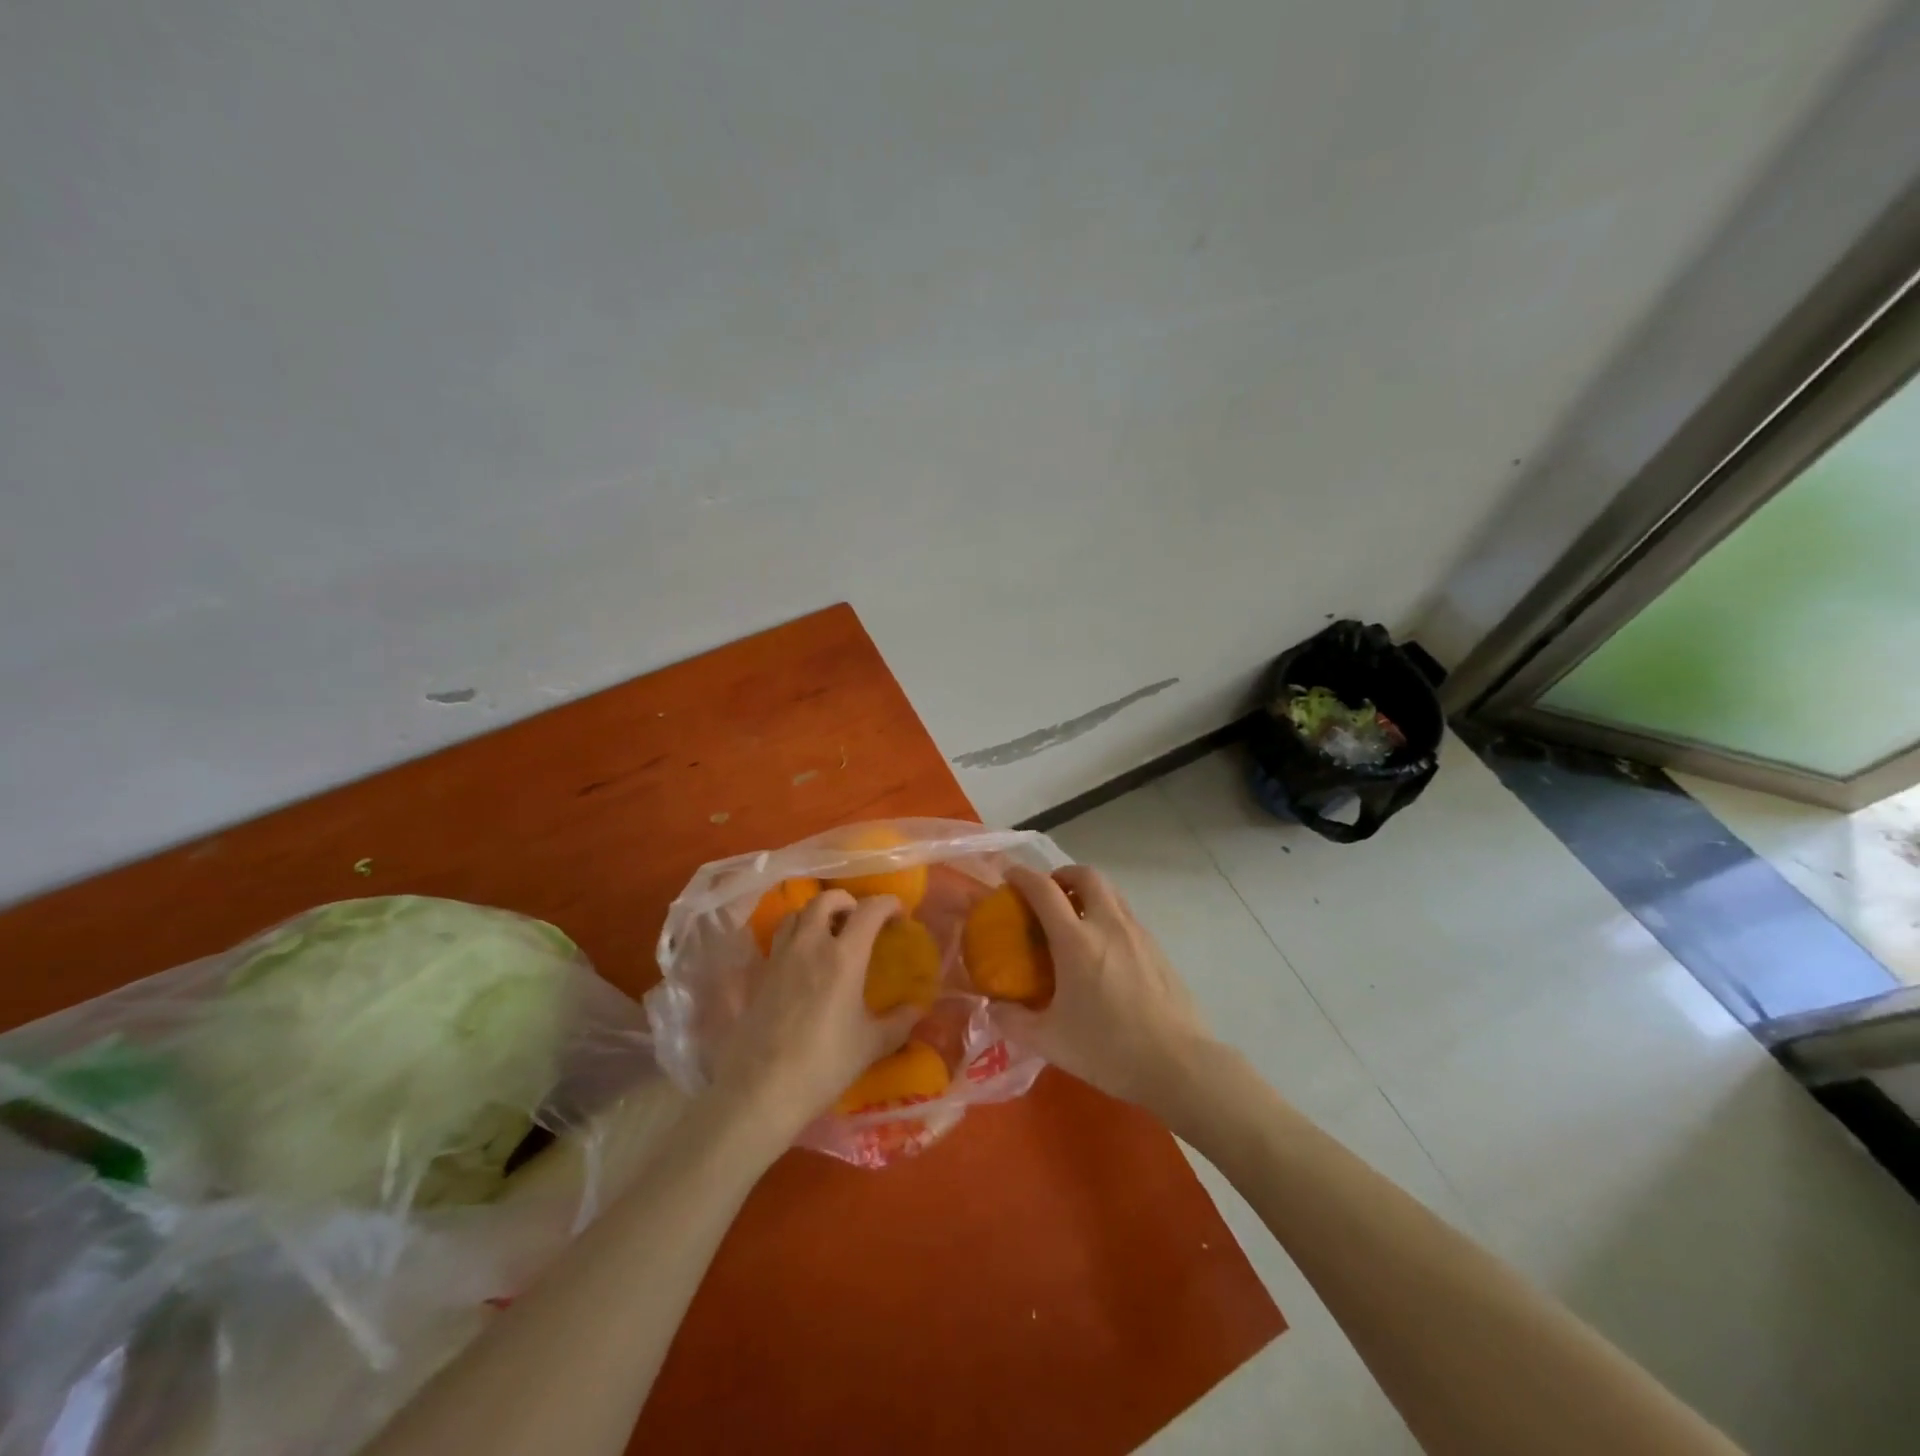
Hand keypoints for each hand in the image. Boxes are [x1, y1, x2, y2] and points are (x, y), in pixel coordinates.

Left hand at [708, 890, 917, 1141]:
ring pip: (797, 914)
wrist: (762, 1090)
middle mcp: (811, 945)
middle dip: (847, 901)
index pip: (869, 910)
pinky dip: (795, 936)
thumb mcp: (871, 1045)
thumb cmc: (824, 1065)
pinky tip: (803, 962)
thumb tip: (918, 1008)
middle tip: (859, 920)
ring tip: (828, 933)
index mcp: (845, 956)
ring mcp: (780, 956)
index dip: (888, 904)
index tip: (898, 915)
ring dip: (816, 914)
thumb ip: (899, 1022)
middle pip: (826, 899)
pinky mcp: (759, 974)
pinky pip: (779, 939)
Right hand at [999, 865, 1214, 1115]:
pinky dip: (1108, 915)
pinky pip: (1127, 915)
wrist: (1179, 1065)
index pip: (1044, 889)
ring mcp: (1138, 934)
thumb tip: (993, 1008)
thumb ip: (1013, 1021)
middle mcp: (1108, 925)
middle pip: (1086, 875)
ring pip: (1111, 892)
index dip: (1022, 876)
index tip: (1009, 876)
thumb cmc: (1109, 1049)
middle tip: (1048, 894)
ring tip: (1074, 917)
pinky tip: (1103, 950)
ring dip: (1088, 891)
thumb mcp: (1049, 1041)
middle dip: (1062, 875)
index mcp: (1076, 941)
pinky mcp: (1158, 949)